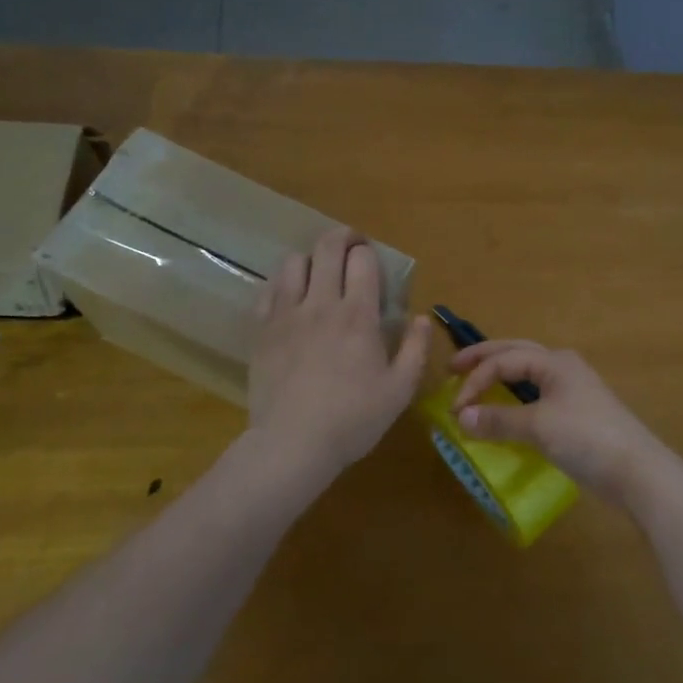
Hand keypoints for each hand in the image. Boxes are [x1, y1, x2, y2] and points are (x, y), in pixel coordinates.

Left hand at [249, 228, 431, 479]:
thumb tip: (421, 318)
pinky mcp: (261, 330)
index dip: (369, 253)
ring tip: (318, 274)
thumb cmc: (354, 419)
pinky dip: (282, 283)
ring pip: (293, 261)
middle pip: (327, 248)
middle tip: (351, 248)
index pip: (362, 259)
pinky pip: (269, 289)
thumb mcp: (400, 390)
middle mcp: (321, 304)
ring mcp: (286, 314)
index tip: (373, 264)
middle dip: (342, 238)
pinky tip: (291, 298)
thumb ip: (415, 349)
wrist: (292, 444)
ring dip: (310, 259)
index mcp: (358, 315)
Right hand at [448, 341, 676, 508]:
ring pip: (528, 373)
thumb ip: (498, 420)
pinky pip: (537, 395)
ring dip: (500, 375)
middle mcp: (563, 367)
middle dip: (484, 359)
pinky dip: (515, 397)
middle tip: (453, 367)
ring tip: (476, 383)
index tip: (454, 408)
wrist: (637, 471)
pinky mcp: (577, 413)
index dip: (475, 380)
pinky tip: (507, 410)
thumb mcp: (539, 427)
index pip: (504, 360)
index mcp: (554, 361)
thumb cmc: (587, 438)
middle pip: (516, 353)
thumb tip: (460, 417)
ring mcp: (573, 389)